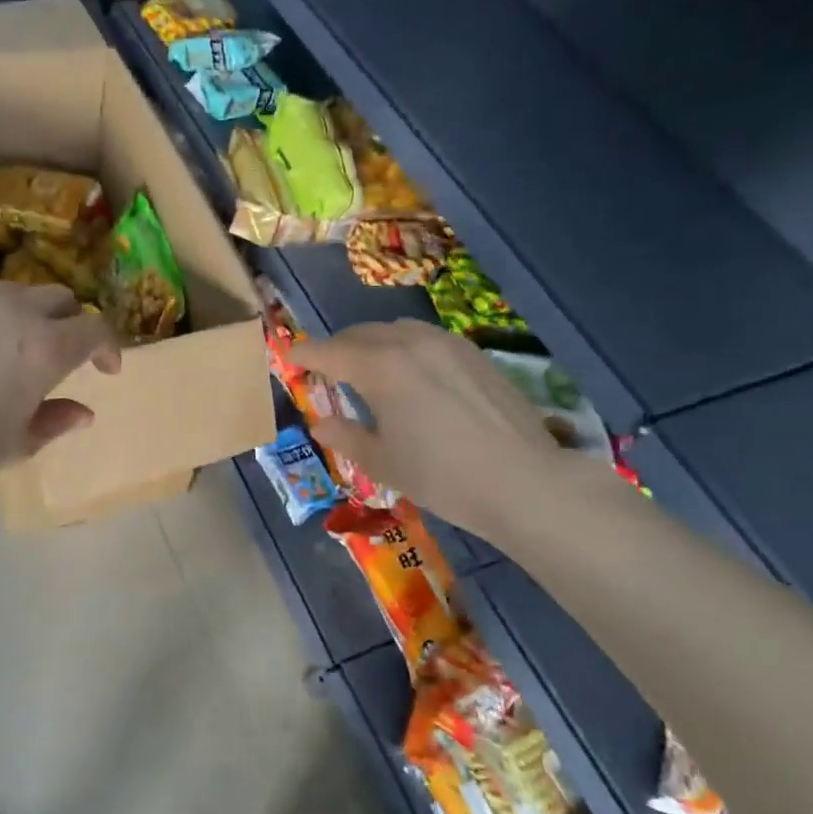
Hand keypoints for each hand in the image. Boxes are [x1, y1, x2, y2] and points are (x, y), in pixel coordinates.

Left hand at [0, 283, 120, 494]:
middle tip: (63, 356)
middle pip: (61, 299)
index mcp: (46, 348)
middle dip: (72, 324)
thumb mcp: (17, 445)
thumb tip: (83, 413)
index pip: (96, 329)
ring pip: (17, 292)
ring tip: (16, 347)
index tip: (105, 370)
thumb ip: (56, 422)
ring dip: (31, 314)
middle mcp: (15, 312)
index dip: (109, 347)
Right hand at [296, 320, 576, 540]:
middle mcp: (411, 344)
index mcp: (381, 368)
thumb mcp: (382, 463)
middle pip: (361, 334)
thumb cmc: (442, 476)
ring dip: (372, 344)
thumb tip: (321, 425)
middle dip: (337, 348)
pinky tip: (412, 377)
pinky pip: (425, 340)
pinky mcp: (474, 354)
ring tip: (368, 371)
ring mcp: (447, 344)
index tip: (288, 359)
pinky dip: (404, 349)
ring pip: (395, 331)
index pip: (329, 351)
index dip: (304, 354)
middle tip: (326, 371)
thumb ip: (345, 437)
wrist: (523, 482)